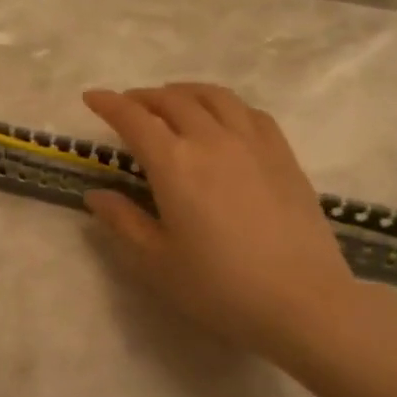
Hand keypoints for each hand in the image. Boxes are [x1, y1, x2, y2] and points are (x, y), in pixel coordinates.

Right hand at [83, 83, 372, 364]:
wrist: (304, 303)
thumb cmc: (220, 287)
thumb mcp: (157, 262)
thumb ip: (123, 222)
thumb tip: (97, 194)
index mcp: (174, 164)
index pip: (133, 118)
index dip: (109, 103)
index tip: (92, 96)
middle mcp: (211, 140)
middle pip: (171, 100)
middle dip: (143, 96)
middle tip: (128, 105)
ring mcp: (252, 143)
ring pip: (213, 97)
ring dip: (184, 92)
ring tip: (172, 101)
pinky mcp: (283, 154)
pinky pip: (249, 112)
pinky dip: (225, 105)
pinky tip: (222, 119)